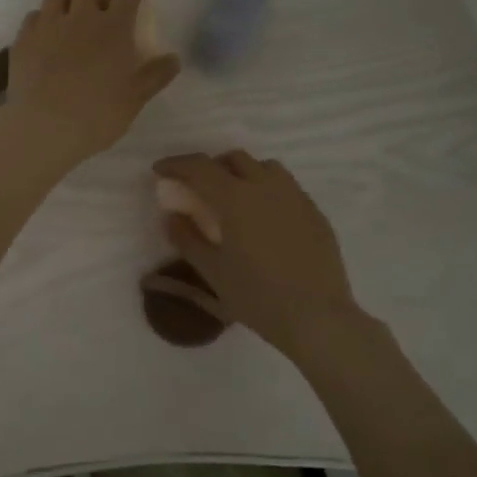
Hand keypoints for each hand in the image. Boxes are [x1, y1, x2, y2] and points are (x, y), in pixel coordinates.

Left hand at [4, 0, 179, 170]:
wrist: (45, 128)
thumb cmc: (98, 115)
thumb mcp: (135, 98)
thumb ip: (155, 75)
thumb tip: (174, 59)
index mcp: (113, 27)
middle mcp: (80, 17)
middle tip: (102, 12)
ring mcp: (47, 26)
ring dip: (67, 1)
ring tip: (70, 20)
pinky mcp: (23, 40)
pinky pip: (33, 16)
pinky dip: (43, 20)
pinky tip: (46, 38)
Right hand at [152, 151, 359, 354]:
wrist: (316, 317)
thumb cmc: (257, 296)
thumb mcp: (212, 271)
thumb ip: (187, 239)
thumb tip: (171, 216)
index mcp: (235, 198)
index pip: (200, 167)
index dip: (176, 164)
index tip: (160, 170)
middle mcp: (266, 186)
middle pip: (234, 159)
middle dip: (210, 166)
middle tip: (197, 187)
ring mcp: (295, 197)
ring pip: (265, 167)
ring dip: (242, 172)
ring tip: (233, 196)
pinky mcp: (314, 212)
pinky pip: (286, 186)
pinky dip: (267, 189)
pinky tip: (264, 217)